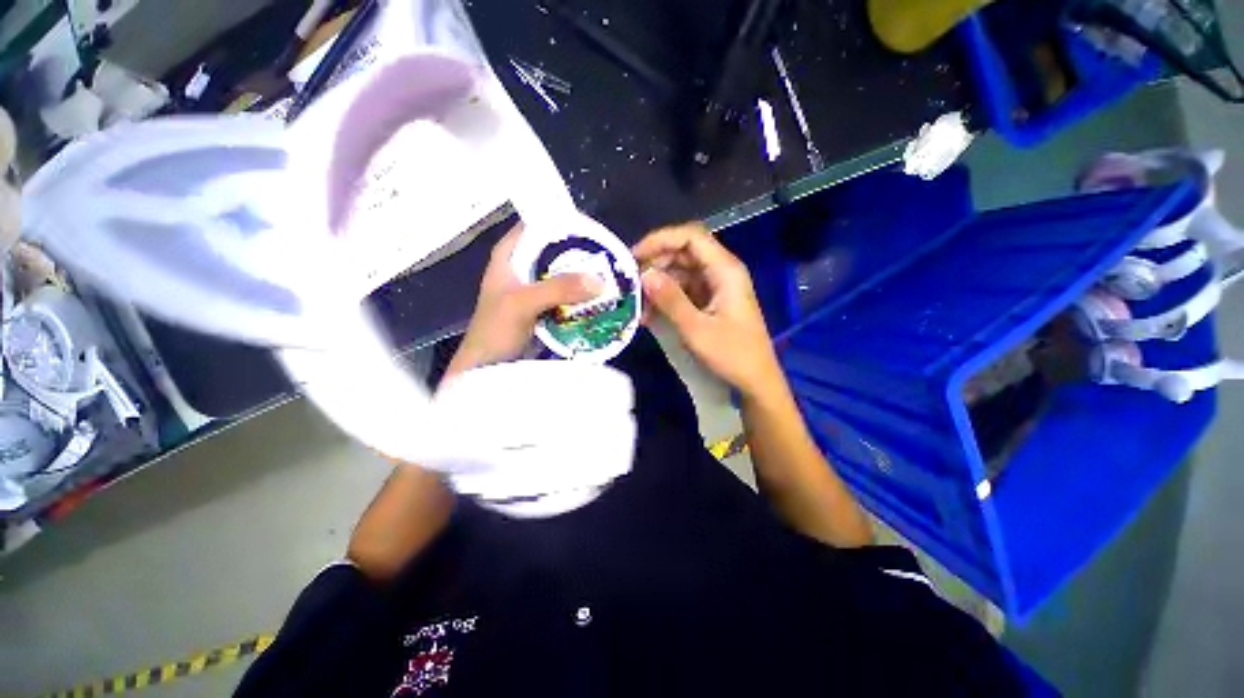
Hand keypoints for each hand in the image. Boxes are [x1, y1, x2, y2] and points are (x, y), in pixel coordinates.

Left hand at [448, 225, 601, 376]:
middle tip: (609, 254)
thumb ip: (558, 289)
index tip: (593, 228)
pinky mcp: (545, 308)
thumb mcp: (522, 303)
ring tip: (611, 274)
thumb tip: (600, 280)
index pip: (538, 224)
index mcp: (509, 254)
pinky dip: (581, 295)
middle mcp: (523, 266)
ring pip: (564, 274)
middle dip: (581, 252)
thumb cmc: (496, 330)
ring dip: (583, 276)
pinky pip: (567, 295)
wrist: (488, 367)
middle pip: (556, 250)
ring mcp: (535, 289)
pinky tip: (600, 297)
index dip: (563, 222)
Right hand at [633, 223, 781, 397]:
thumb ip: (670, 300)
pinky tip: (649, 314)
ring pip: (681, 273)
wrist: (756, 381)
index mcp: (725, 270)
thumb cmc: (732, 354)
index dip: (661, 240)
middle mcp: (720, 272)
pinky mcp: (710, 303)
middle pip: (684, 253)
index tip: (635, 256)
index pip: (690, 237)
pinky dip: (666, 299)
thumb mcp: (696, 328)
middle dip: (655, 264)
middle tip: (630, 282)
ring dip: (658, 285)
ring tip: (637, 303)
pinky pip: (684, 292)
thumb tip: (644, 275)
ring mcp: (715, 288)